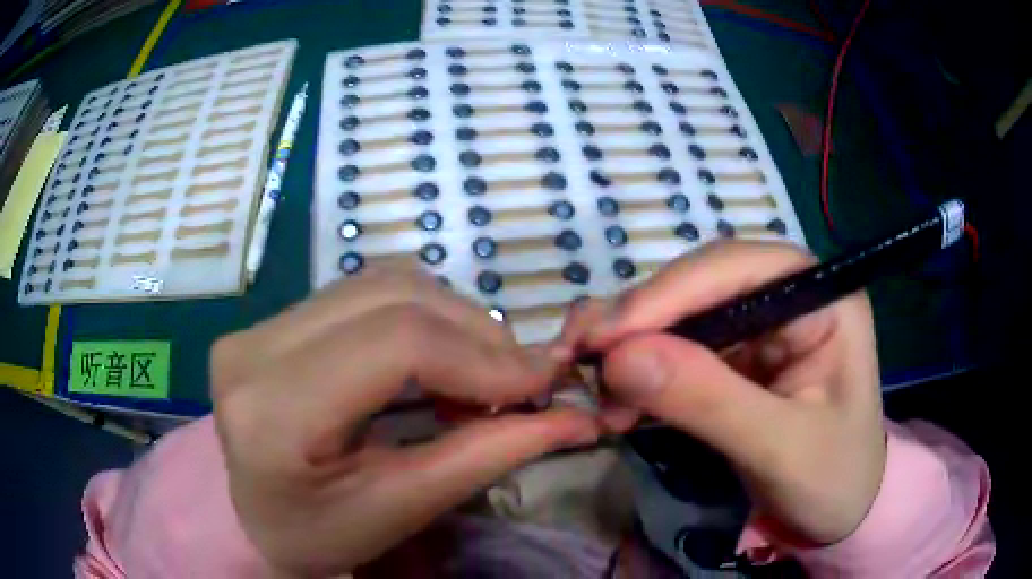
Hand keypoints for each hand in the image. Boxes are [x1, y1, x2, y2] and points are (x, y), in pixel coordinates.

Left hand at [211, 268, 599, 575]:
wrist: (258, 522)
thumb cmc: (322, 536)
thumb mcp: (403, 508)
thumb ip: (487, 455)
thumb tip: (575, 416)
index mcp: (273, 412)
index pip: (396, 343)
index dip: (482, 355)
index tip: (543, 381)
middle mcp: (254, 349)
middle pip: (393, 298)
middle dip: (477, 334)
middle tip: (519, 380)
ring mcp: (257, 326)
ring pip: (383, 283)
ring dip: (451, 319)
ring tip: (478, 373)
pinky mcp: (270, 321)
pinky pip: (363, 291)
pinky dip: (419, 315)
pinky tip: (434, 357)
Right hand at [556, 242, 885, 545]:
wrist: (840, 512)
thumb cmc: (833, 479)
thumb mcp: (781, 449)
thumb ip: (710, 401)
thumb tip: (619, 358)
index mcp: (821, 298)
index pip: (739, 268)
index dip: (669, 294)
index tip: (606, 337)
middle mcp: (786, 296)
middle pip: (699, 284)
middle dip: (639, 322)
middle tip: (579, 359)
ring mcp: (757, 326)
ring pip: (679, 315)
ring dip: (629, 346)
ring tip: (588, 383)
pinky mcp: (734, 358)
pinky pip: (675, 349)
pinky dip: (637, 371)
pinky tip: (613, 399)